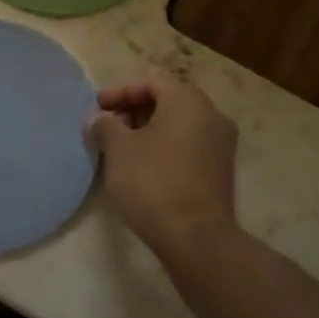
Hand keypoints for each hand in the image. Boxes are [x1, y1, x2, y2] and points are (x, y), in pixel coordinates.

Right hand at [87, 70, 238, 256]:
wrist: (196, 237)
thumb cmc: (153, 182)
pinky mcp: (221, 172)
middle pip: (167, 100)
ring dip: (148, 132)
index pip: (152, 80)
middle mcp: (212, 116)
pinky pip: (188, 147)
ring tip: (120, 151)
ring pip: (178, 126)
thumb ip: (105, 126)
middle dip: (133, 112)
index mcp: (188, 101)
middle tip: (107, 129)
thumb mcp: (117, 150)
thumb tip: (98, 120)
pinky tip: (142, 169)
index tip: (97, 109)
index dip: (120, 92)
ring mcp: (221, 145)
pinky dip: (164, 149)